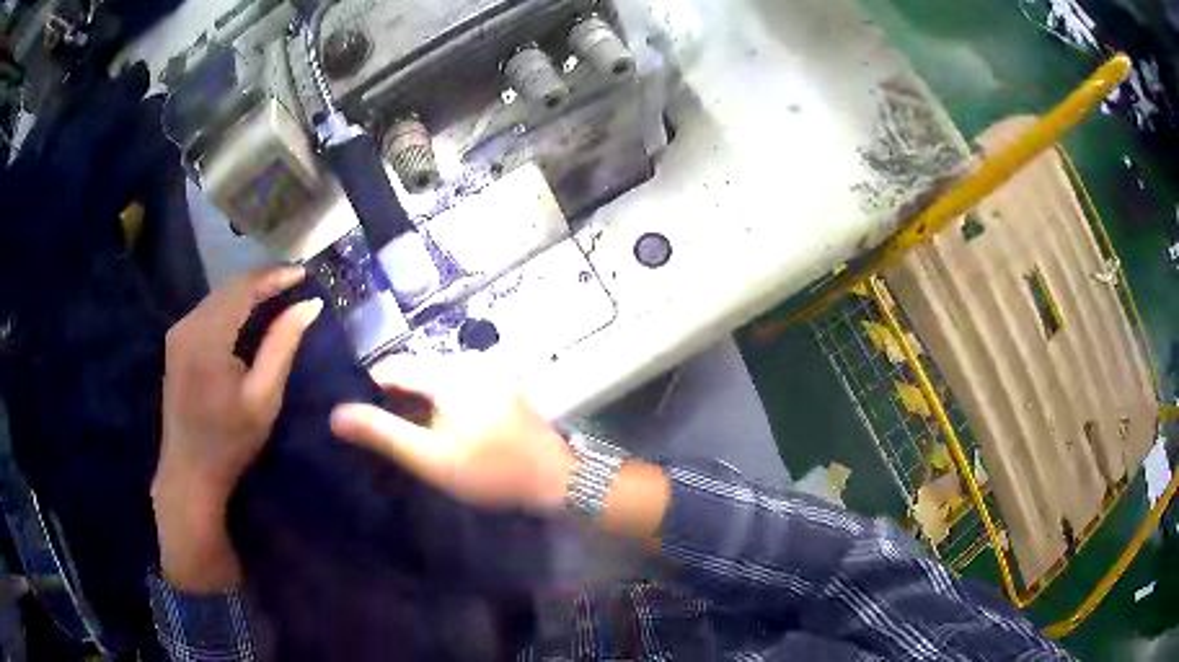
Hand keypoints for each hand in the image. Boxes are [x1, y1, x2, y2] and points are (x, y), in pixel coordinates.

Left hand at [153, 267, 321, 591]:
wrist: (189, 472)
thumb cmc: (230, 441)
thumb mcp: (264, 397)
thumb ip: (283, 345)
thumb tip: (308, 306)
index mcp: (208, 337)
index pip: (243, 288)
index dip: (274, 276)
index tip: (303, 273)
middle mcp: (188, 324)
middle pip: (228, 287)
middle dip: (262, 280)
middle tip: (294, 282)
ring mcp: (178, 332)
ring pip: (217, 296)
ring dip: (246, 292)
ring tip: (276, 294)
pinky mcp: (175, 343)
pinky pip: (207, 310)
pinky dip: (230, 306)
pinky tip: (247, 314)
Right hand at [330, 356, 575, 512]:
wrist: (556, 479)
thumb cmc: (490, 469)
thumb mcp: (431, 457)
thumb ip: (383, 434)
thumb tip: (337, 414)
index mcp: (447, 373)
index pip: (391, 367)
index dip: (367, 390)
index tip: (356, 419)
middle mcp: (466, 365)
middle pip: (412, 373)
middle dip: (391, 400)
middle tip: (377, 434)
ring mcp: (485, 377)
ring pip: (433, 384)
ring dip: (413, 406)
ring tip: (400, 438)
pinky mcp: (497, 393)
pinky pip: (453, 392)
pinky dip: (436, 409)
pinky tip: (433, 434)